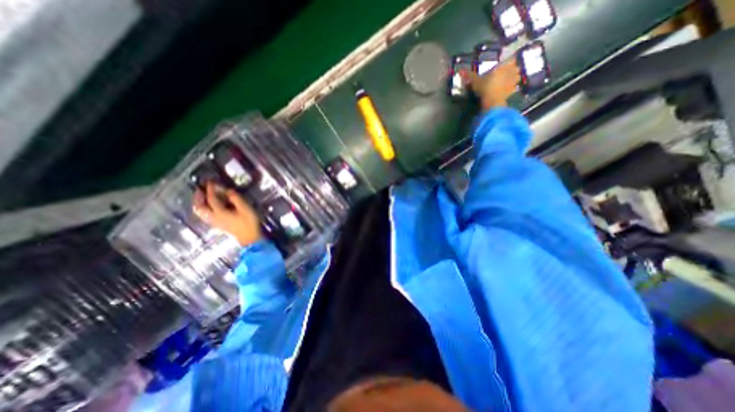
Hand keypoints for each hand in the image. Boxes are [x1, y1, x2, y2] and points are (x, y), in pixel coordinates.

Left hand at [194, 181, 262, 246]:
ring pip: (201, 212)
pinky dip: (204, 210)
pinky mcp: (218, 225)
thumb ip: (236, 199)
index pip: (211, 198)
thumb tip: (228, 190)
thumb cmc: (248, 222)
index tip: (210, 181)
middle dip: (198, 197)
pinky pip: (205, 216)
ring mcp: (215, 222)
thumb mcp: (245, 209)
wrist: (249, 237)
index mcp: (220, 212)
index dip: (210, 189)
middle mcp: (214, 217)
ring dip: (199, 204)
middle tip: (199, 189)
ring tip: (201, 198)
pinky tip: (209, 208)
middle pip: (200, 207)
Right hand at [461, 58, 517, 110]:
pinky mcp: (512, 92)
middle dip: (513, 69)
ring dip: (515, 77)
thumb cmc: (485, 87)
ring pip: (518, 76)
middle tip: (508, 71)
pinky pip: (514, 88)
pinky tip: (510, 89)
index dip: (510, 60)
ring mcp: (513, 82)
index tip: (507, 61)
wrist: (492, 101)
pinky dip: (513, 88)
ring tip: (510, 79)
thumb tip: (459, 70)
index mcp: (503, 66)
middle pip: (516, 67)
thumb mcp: (475, 81)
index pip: (511, 59)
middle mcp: (510, 72)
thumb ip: (469, 75)